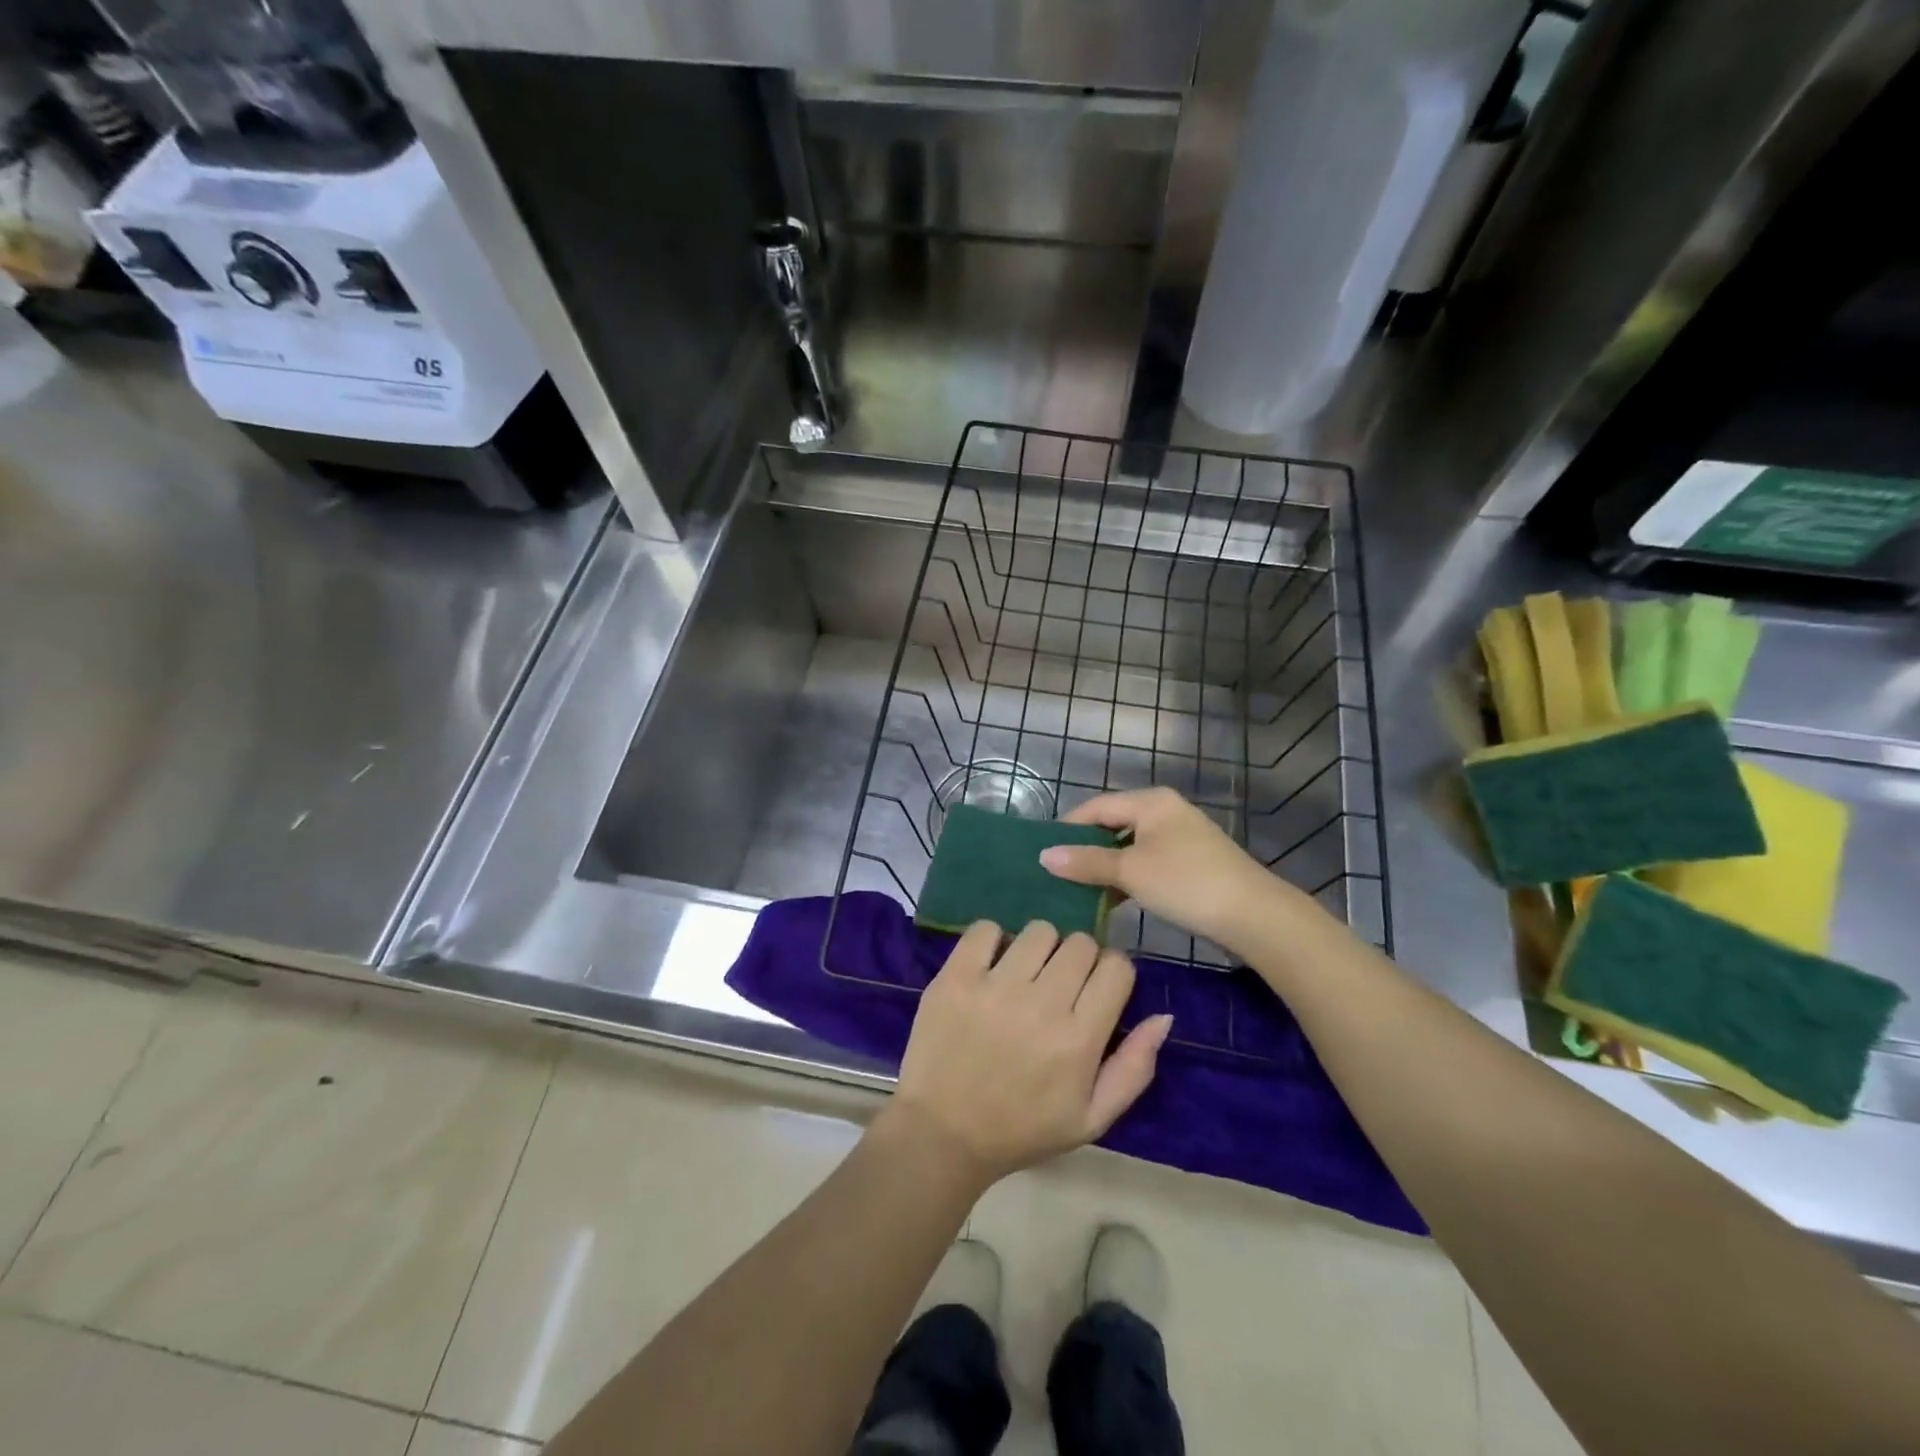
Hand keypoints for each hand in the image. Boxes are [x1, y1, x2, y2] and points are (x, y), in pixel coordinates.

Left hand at [888, 920, 1172, 1185]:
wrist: (942, 1135)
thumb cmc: (1022, 1129)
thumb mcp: (1091, 1118)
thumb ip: (1134, 1068)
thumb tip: (1163, 1016)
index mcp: (1079, 1040)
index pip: (1116, 967)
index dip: (1111, 973)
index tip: (1096, 989)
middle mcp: (1041, 1005)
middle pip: (1080, 943)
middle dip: (1078, 960)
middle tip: (1059, 986)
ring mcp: (994, 987)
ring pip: (1039, 930)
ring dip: (1039, 948)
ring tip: (1024, 976)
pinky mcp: (955, 977)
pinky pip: (985, 929)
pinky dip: (992, 940)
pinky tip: (990, 967)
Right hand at [1039, 787, 1304, 954]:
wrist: (1253, 915)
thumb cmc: (1186, 883)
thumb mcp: (1130, 872)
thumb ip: (1086, 862)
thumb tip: (1043, 856)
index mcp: (1151, 801)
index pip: (1096, 807)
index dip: (1067, 829)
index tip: (1043, 854)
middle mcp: (1165, 811)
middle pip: (1113, 824)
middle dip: (1085, 849)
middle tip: (1057, 874)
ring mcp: (1181, 837)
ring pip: (1129, 846)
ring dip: (1106, 867)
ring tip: (1078, 890)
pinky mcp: (1191, 862)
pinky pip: (1147, 861)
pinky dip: (1128, 877)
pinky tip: (1112, 900)